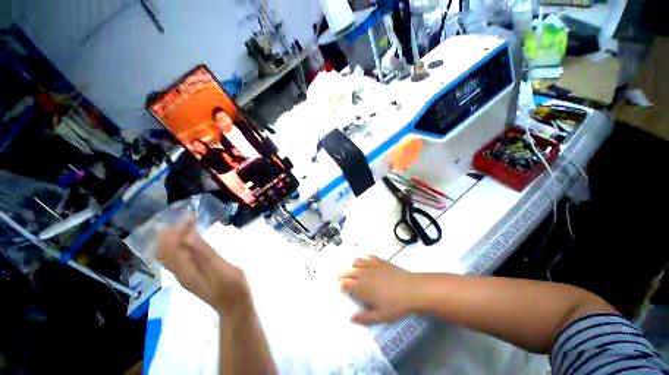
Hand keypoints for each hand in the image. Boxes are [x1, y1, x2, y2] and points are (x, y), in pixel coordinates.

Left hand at [157, 216, 251, 316]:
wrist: (234, 306)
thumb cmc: (231, 287)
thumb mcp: (220, 269)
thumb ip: (203, 253)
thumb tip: (187, 236)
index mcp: (186, 269)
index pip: (172, 245)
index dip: (178, 228)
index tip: (190, 215)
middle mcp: (180, 272)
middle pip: (166, 250)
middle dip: (172, 231)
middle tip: (186, 216)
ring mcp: (185, 274)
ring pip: (170, 254)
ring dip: (174, 237)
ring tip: (186, 224)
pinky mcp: (192, 275)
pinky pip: (178, 257)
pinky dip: (180, 245)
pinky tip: (190, 240)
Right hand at [338, 256, 419, 324]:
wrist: (412, 289)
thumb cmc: (395, 305)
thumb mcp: (380, 316)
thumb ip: (364, 318)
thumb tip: (350, 318)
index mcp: (362, 288)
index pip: (346, 284)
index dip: (342, 285)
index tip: (341, 287)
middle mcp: (364, 274)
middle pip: (349, 271)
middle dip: (343, 274)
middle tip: (340, 277)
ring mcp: (372, 265)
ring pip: (357, 262)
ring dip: (352, 265)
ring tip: (352, 269)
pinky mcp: (380, 261)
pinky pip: (368, 257)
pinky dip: (364, 259)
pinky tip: (366, 262)